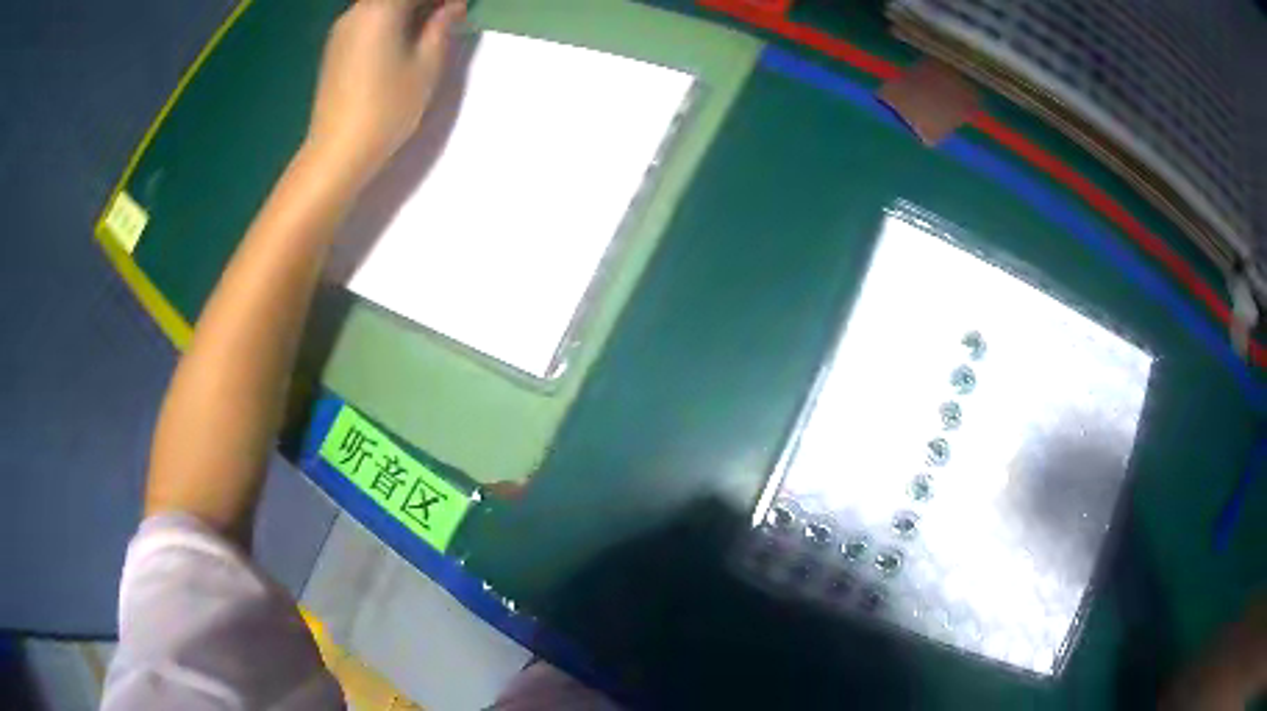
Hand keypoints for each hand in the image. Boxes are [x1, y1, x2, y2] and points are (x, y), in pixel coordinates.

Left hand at [305, 0, 465, 188]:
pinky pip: (368, 19)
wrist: (337, 151)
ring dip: (409, 10)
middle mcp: (356, 11)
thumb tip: (453, 6)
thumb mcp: (426, 65)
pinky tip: (405, 39)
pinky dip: (391, 20)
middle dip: (426, 3)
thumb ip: (441, 26)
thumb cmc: (386, 108)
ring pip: (381, 6)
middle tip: (450, 17)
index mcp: (380, 8)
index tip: (461, 8)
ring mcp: (342, 30)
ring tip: (432, 28)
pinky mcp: (335, 48)